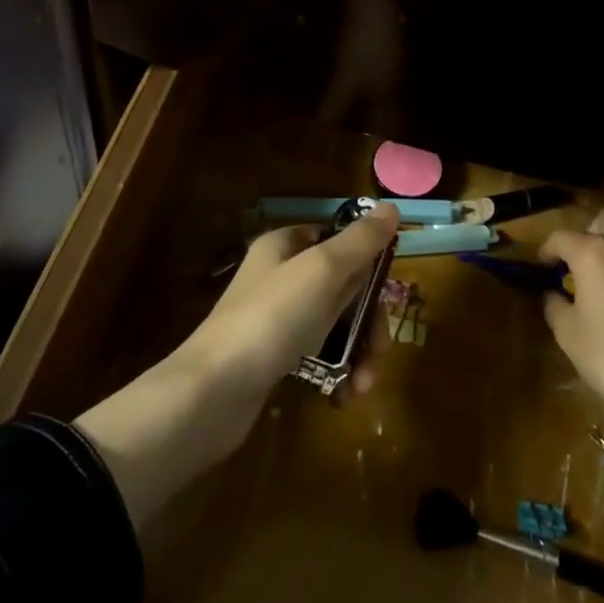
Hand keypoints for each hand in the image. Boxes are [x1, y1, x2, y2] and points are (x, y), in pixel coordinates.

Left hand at [77, 203, 399, 530]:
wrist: (211, 394)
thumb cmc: (272, 318)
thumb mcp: (323, 269)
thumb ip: (361, 240)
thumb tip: (392, 206)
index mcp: (286, 246)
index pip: (338, 239)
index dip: (368, 263)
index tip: (386, 292)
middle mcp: (281, 276)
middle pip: (344, 286)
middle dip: (369, 320)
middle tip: (379, 349)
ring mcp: (277, 319)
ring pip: (335, 324)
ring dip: (358, 352)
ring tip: (364, 385)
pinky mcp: (274, 359)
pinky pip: (319, 356)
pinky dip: (337, 372)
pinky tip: (345, 396)